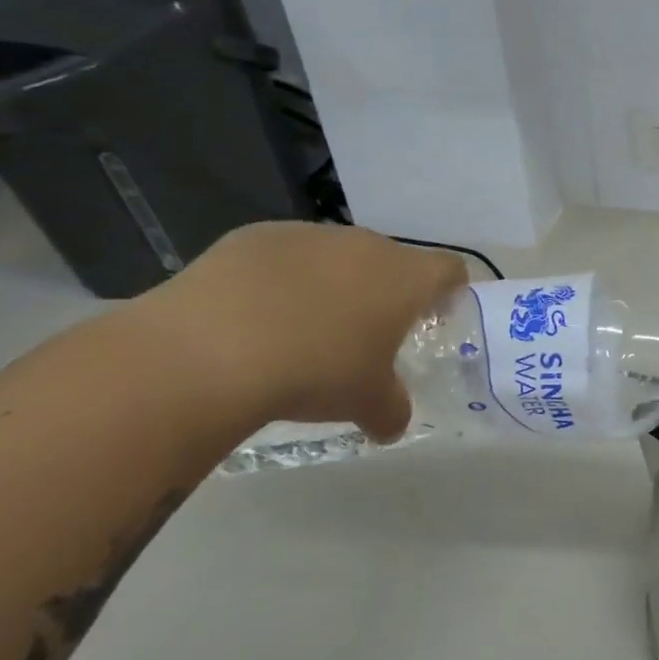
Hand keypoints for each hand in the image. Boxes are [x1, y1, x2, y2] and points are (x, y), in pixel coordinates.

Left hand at [138, 222, 467, 443]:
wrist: (208, 349)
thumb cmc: (315, 371)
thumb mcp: (366, 403)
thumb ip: (392, 410)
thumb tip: (392, 424)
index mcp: (406, 277)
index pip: (450, 269)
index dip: (449, 291)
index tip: (436, 317)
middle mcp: (365, 245)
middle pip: (391, 261)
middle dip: (384, 292)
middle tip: (366, 334)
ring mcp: (309, 235)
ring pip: (336, 257)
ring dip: (333, 284)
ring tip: (304, 329)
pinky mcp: (255, 237)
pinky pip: (284, 257)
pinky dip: (280, 281)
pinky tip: (254, 317)